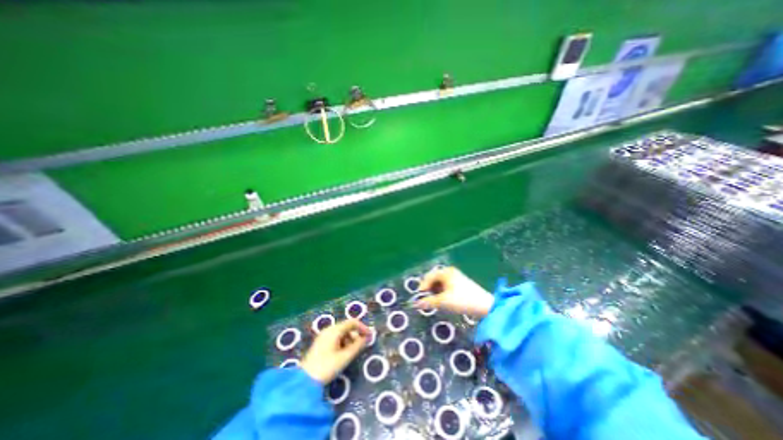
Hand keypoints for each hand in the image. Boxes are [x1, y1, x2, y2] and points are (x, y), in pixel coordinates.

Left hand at [300, 318, 371, 382]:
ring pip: (341, 333)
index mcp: (334, 330)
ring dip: (349, 340)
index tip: (369, 336)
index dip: (362, 327)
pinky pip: (335, 338)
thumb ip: (357, 346)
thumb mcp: (345, 357)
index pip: (352, 322)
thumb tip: (366, 337)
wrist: (304, 382)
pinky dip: (342, 343)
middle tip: (361, 345)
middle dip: (355, 335)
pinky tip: (343, 354)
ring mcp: (323, 336)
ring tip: (352, 352)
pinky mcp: (320, 344)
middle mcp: (328, 330)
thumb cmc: (326, 367)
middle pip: (346, 327)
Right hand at [411, 267, 489, 318]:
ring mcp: (456, 277)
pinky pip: (446, 286)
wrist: (484, 306)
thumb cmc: (462, 300)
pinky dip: (442, 293)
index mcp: (445, 272)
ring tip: (434, 302)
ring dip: (435, 292)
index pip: (428, 277)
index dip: (423, 287)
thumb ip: (428, 302)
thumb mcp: (443, 302)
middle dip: (429, 290)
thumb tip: (416, 303)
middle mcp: (450, 272)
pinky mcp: (460, 283)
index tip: (419, 298)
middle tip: (426, 301)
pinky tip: (443, 301)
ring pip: (440, 283)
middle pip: (434, 279)